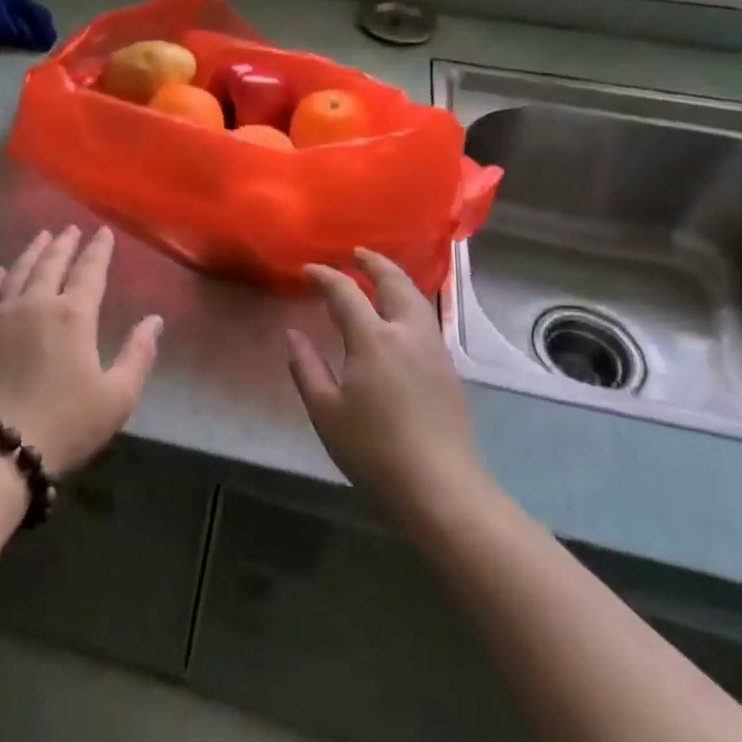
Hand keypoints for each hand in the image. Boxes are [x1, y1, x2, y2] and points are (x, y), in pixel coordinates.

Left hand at [0, 226, 161, 474]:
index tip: (103, 233)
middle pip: (52, 264)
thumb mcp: (117, 397)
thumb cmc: (66, 424)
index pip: (89, 272)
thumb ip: (138, 354)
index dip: (98, 250)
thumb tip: (155, 320)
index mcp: (73, 316)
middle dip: (64, 244)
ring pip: (19, 272)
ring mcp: (2, 317)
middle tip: (71, 228)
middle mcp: (36, 304)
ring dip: (33, 252)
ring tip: (42, 237)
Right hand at [286, 249, 496, 522]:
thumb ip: (306, 367)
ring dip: (396, 279)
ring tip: (379, 276)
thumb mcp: (325, 411)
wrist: (440, 487)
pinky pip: (426, 317)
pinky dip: (409, 301)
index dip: (325, 276)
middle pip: (394, 282)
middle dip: (373, 262)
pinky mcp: (447, 368)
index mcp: (373, 339)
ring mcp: (433, 349)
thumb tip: (293, 334)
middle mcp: (407, 333)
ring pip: (416, 298)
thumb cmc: (373, 450)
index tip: (308, 269)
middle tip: (356, 254)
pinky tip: (399, 315)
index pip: (346, 292)